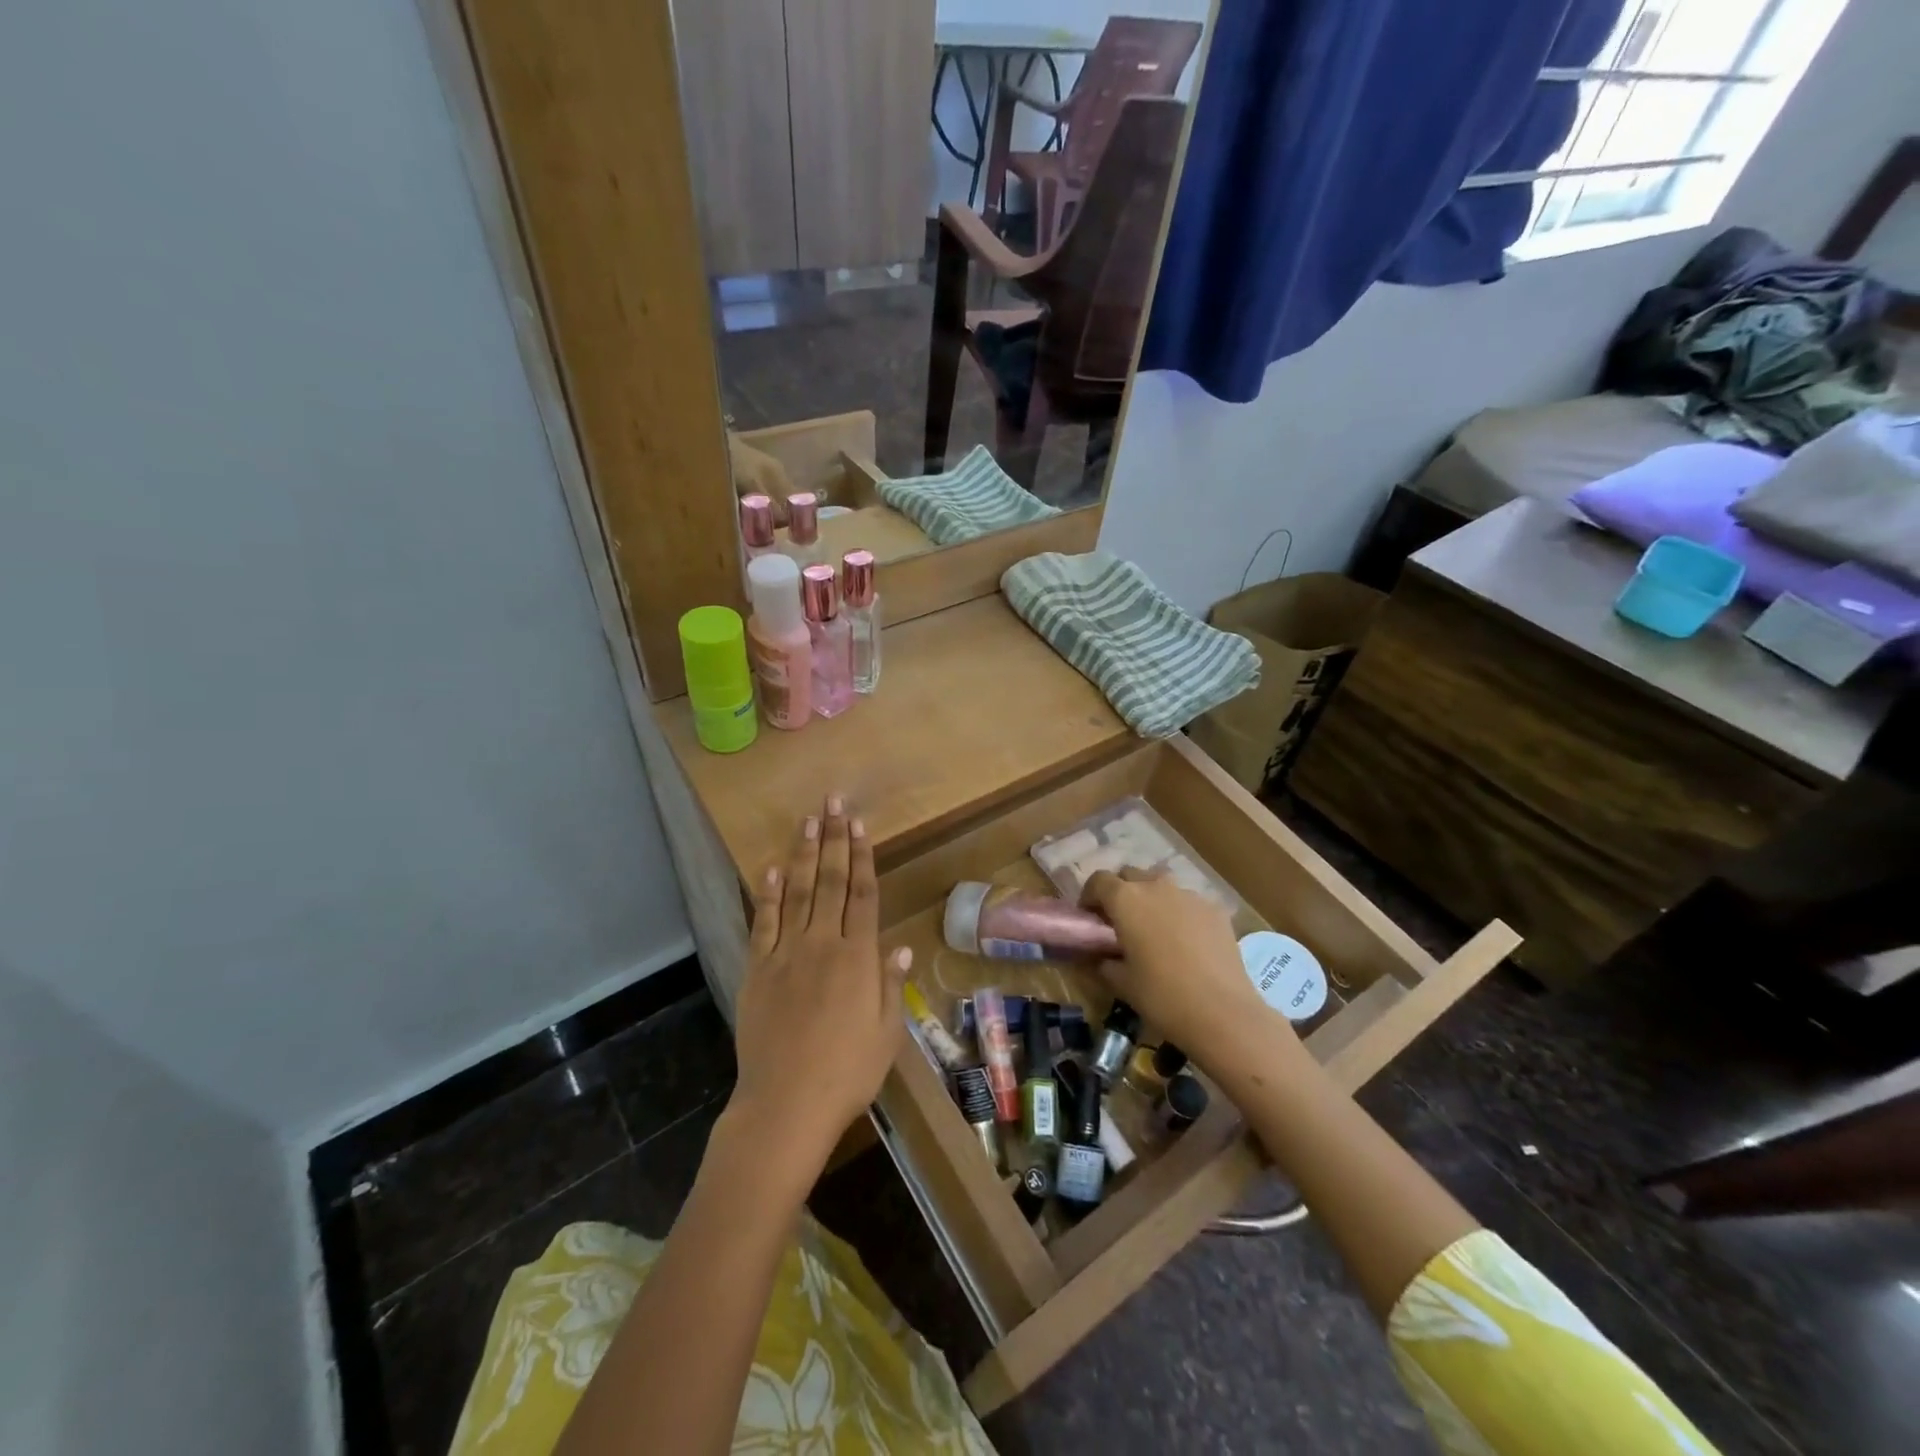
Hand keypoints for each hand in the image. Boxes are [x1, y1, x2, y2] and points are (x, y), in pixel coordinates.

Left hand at [730, 795, 909, 1181]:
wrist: (786, 1104)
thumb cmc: (847, 1073)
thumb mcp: (886, 1034)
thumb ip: (890, 985)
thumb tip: (897, 947)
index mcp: (858, 957)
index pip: (863, 894)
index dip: (863, 856)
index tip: (860, 824)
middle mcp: (823, 944)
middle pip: (831, 881)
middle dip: (834, 839)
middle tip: (834, 802)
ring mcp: (786, 954)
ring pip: (798, 892)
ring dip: (804, 854)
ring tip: (807, 820)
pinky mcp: (758, 970)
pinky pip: (764, 923)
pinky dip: (768, 895)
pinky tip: (771, 869)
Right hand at [1083, 868, 1278, 1057]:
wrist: (1222, 1013)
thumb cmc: (1161, 996)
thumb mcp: (1121, 983)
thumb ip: (1104, 962)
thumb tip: (1100, 957)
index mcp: (1126, 899)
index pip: (1099, 881)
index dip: (1090, 896)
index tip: (1089, 917)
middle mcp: (1156, 886)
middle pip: (1131, 875)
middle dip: (1121, 893)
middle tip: (1121, 922)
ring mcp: (1190, 895)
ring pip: (1162, 886)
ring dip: (1152, 899)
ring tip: (1155, 930)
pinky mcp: (1215, 910)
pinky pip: (1189, 903)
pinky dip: (1181, 914)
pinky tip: (1186, 943)